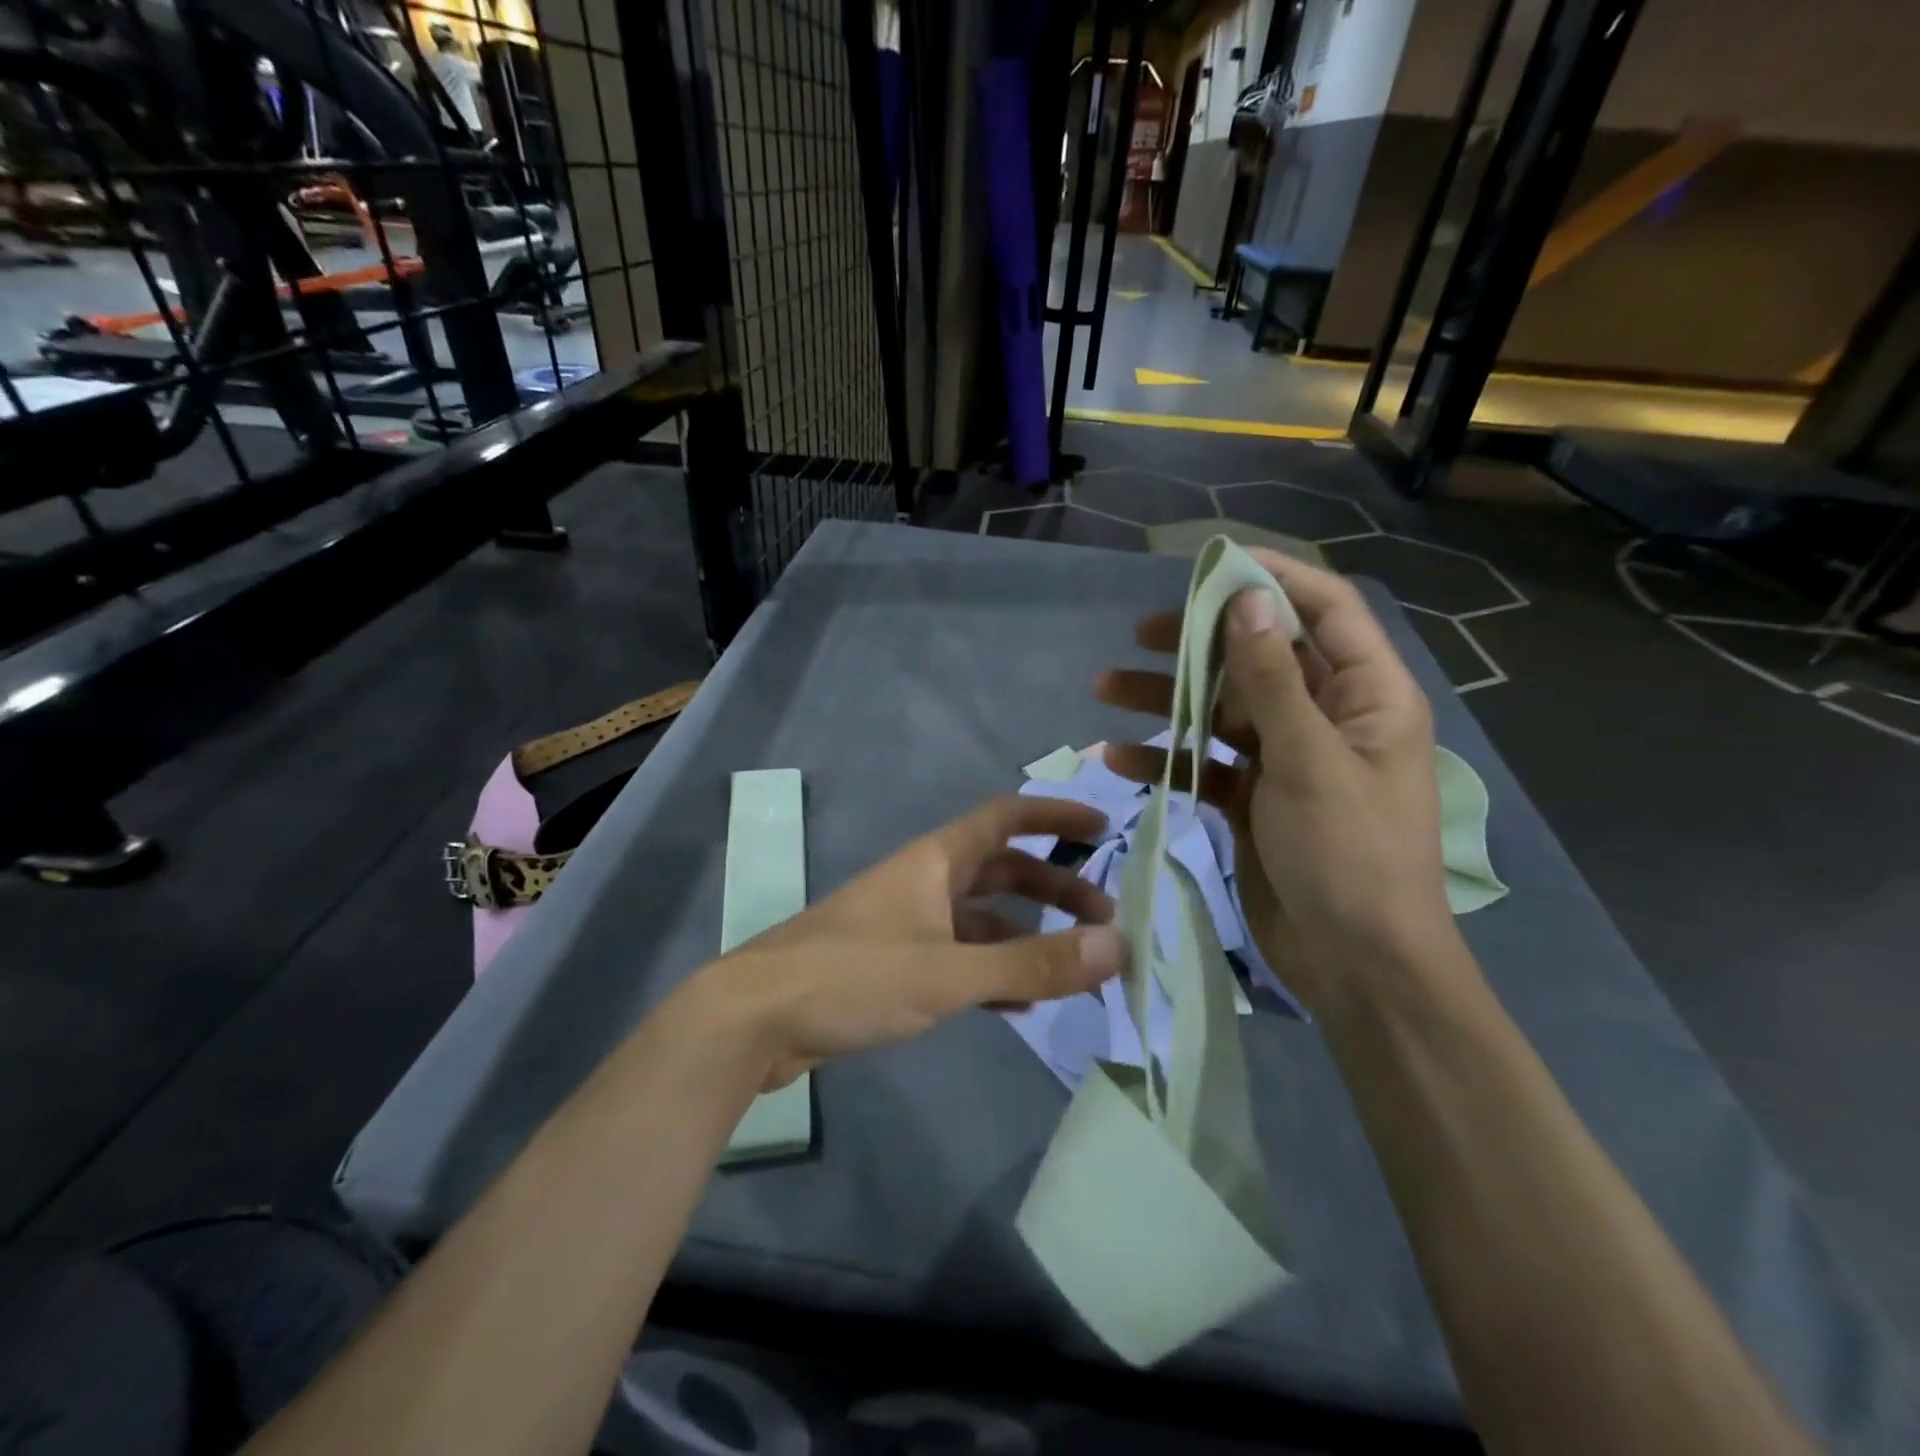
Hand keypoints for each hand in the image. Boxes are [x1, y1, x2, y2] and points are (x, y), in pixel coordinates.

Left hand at [686, 796, 1127, 1088]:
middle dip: (1052, 888)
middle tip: (1103, 918)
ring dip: (1025, 934)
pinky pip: (957, 955)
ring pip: (980, 917)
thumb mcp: (950, 973)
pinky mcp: (891, 963)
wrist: (755, 1018)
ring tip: (1072, 965)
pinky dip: (991, 969)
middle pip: (1000, 870)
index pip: (1005, 818)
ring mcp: (906, 923)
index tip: (1102, 829)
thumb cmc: (853, 977)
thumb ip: (1032, 962)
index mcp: (935, 861)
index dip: (1053, 818)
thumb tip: (1117, 946)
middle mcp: (923, 881)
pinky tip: (1017, 1002)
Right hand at [1095, 550, 1452, 1013]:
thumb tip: (1245, 601)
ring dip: (1168, 701)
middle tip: (1140, 634)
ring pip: (1222, 710)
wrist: (1357, 965)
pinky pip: (1206, 763)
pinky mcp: (1254, 798)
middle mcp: (1328, 717)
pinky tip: (1118, 758)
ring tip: (1104, 689)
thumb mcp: (1309, 761)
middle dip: (1200, 645)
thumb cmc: (1349, 855)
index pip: (1325, 611)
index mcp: (1367, 695)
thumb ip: (1272, 681)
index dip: (1272, 579)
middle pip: (1259, 659)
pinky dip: (1166, 759)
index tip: (1209, 567)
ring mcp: (1288, 759)